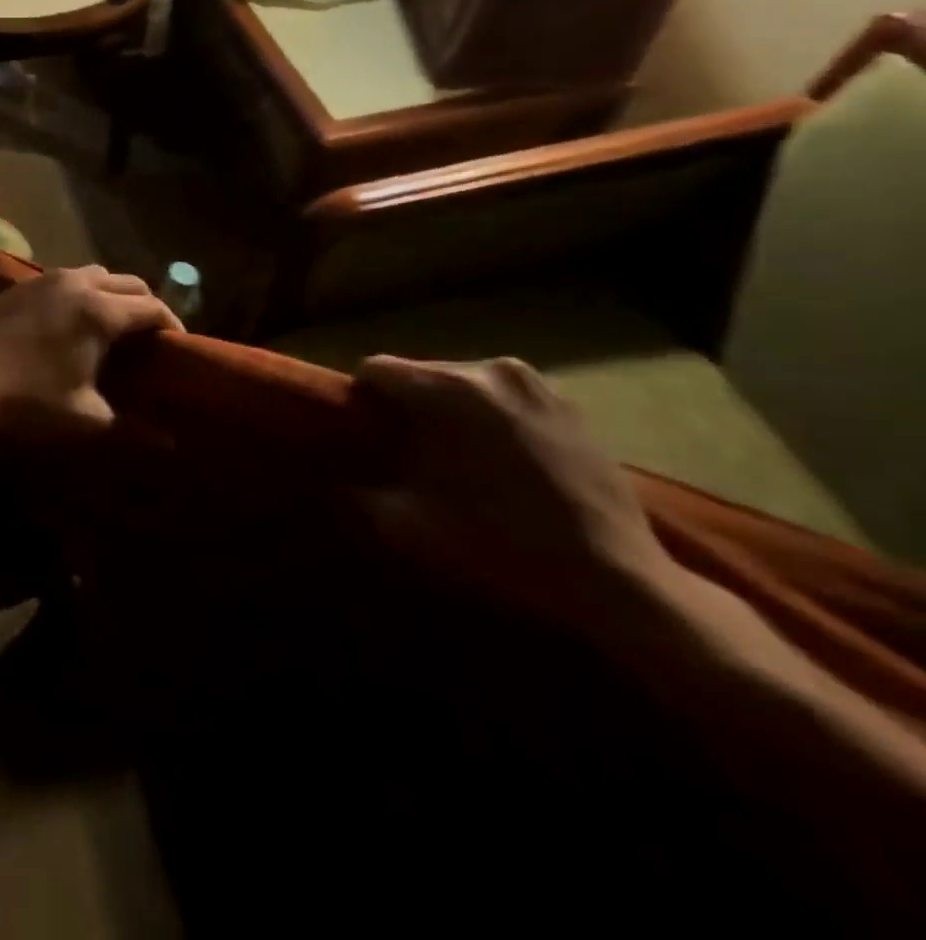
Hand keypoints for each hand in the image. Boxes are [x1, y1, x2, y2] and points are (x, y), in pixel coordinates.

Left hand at [0, 266, 181, 443]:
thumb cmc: (27, 402)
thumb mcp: (85, 417)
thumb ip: (133, 428)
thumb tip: (172, 445)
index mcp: (100, 310)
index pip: (151, 307)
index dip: (171, 326)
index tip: (178, 349)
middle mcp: (76, 283)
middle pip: (128, 282)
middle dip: (145, 305)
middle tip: (150, 338)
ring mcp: (44, 279)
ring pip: (94, 274)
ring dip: (112, 293)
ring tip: (113, 326)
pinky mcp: (19, 286)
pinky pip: (65, 278)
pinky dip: (82, 291)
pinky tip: (72, 320)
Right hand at [355, 356, 678, 625]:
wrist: (615, 579)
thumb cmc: (500, 545)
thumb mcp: (408, 524)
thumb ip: (359, 492)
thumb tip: (333, 478)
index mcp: (445, 389)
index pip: (375, 369)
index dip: (362, 399)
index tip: (368, 433)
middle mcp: (488, 370)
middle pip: (420, 372)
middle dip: (408, 404)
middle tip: (411, 450)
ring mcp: (535, 383)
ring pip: (463, 382)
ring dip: (450, 409)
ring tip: (459, 455)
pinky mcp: (569, 403)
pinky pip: (504, 397)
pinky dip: (491, 417)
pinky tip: (503, 459)